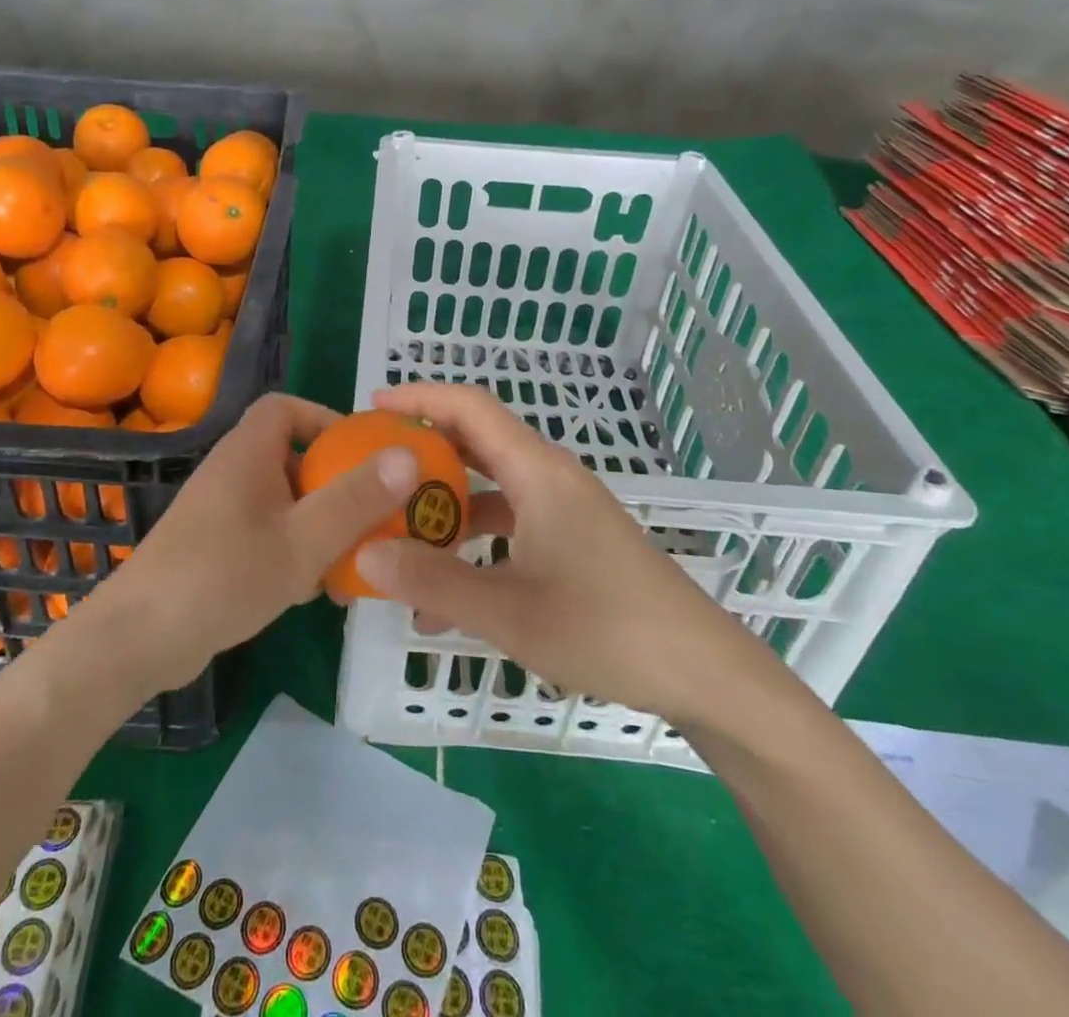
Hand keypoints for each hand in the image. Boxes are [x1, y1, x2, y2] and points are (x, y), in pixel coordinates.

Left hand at [79, 393, 418, 697]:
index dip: (325, 419)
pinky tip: (314, 590)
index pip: (285, 407)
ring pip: (283, 501)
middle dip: (334, 483)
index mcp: (248, 453)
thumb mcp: (302, 540)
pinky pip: (266, 533)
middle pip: (291, 457)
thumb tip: (406, 454)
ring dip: (318, 523)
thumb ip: (355, 498)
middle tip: (371, 513)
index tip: (361, 453)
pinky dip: (294, 549)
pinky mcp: (214, 548)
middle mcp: (232, 473)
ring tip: (353, 557)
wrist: (138, 641)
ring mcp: (220, 512)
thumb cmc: (223, 577)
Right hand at [353, 383, 769, 727]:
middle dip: (424, 452)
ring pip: (491, 487)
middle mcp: (550, 477)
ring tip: (400, 537)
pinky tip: (448, 596)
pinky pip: (511, 521)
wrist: (702, 671)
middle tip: (375, 470)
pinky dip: (475, 541)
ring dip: (447, 506)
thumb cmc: (607, 630)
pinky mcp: (573, 538)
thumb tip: (366, 554)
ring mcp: (564, 508)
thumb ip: (434, 582)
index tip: (372, 407)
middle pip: (477, 442)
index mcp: (537, 472)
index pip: (470, 407)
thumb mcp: (509, 612)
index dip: (420, 397)